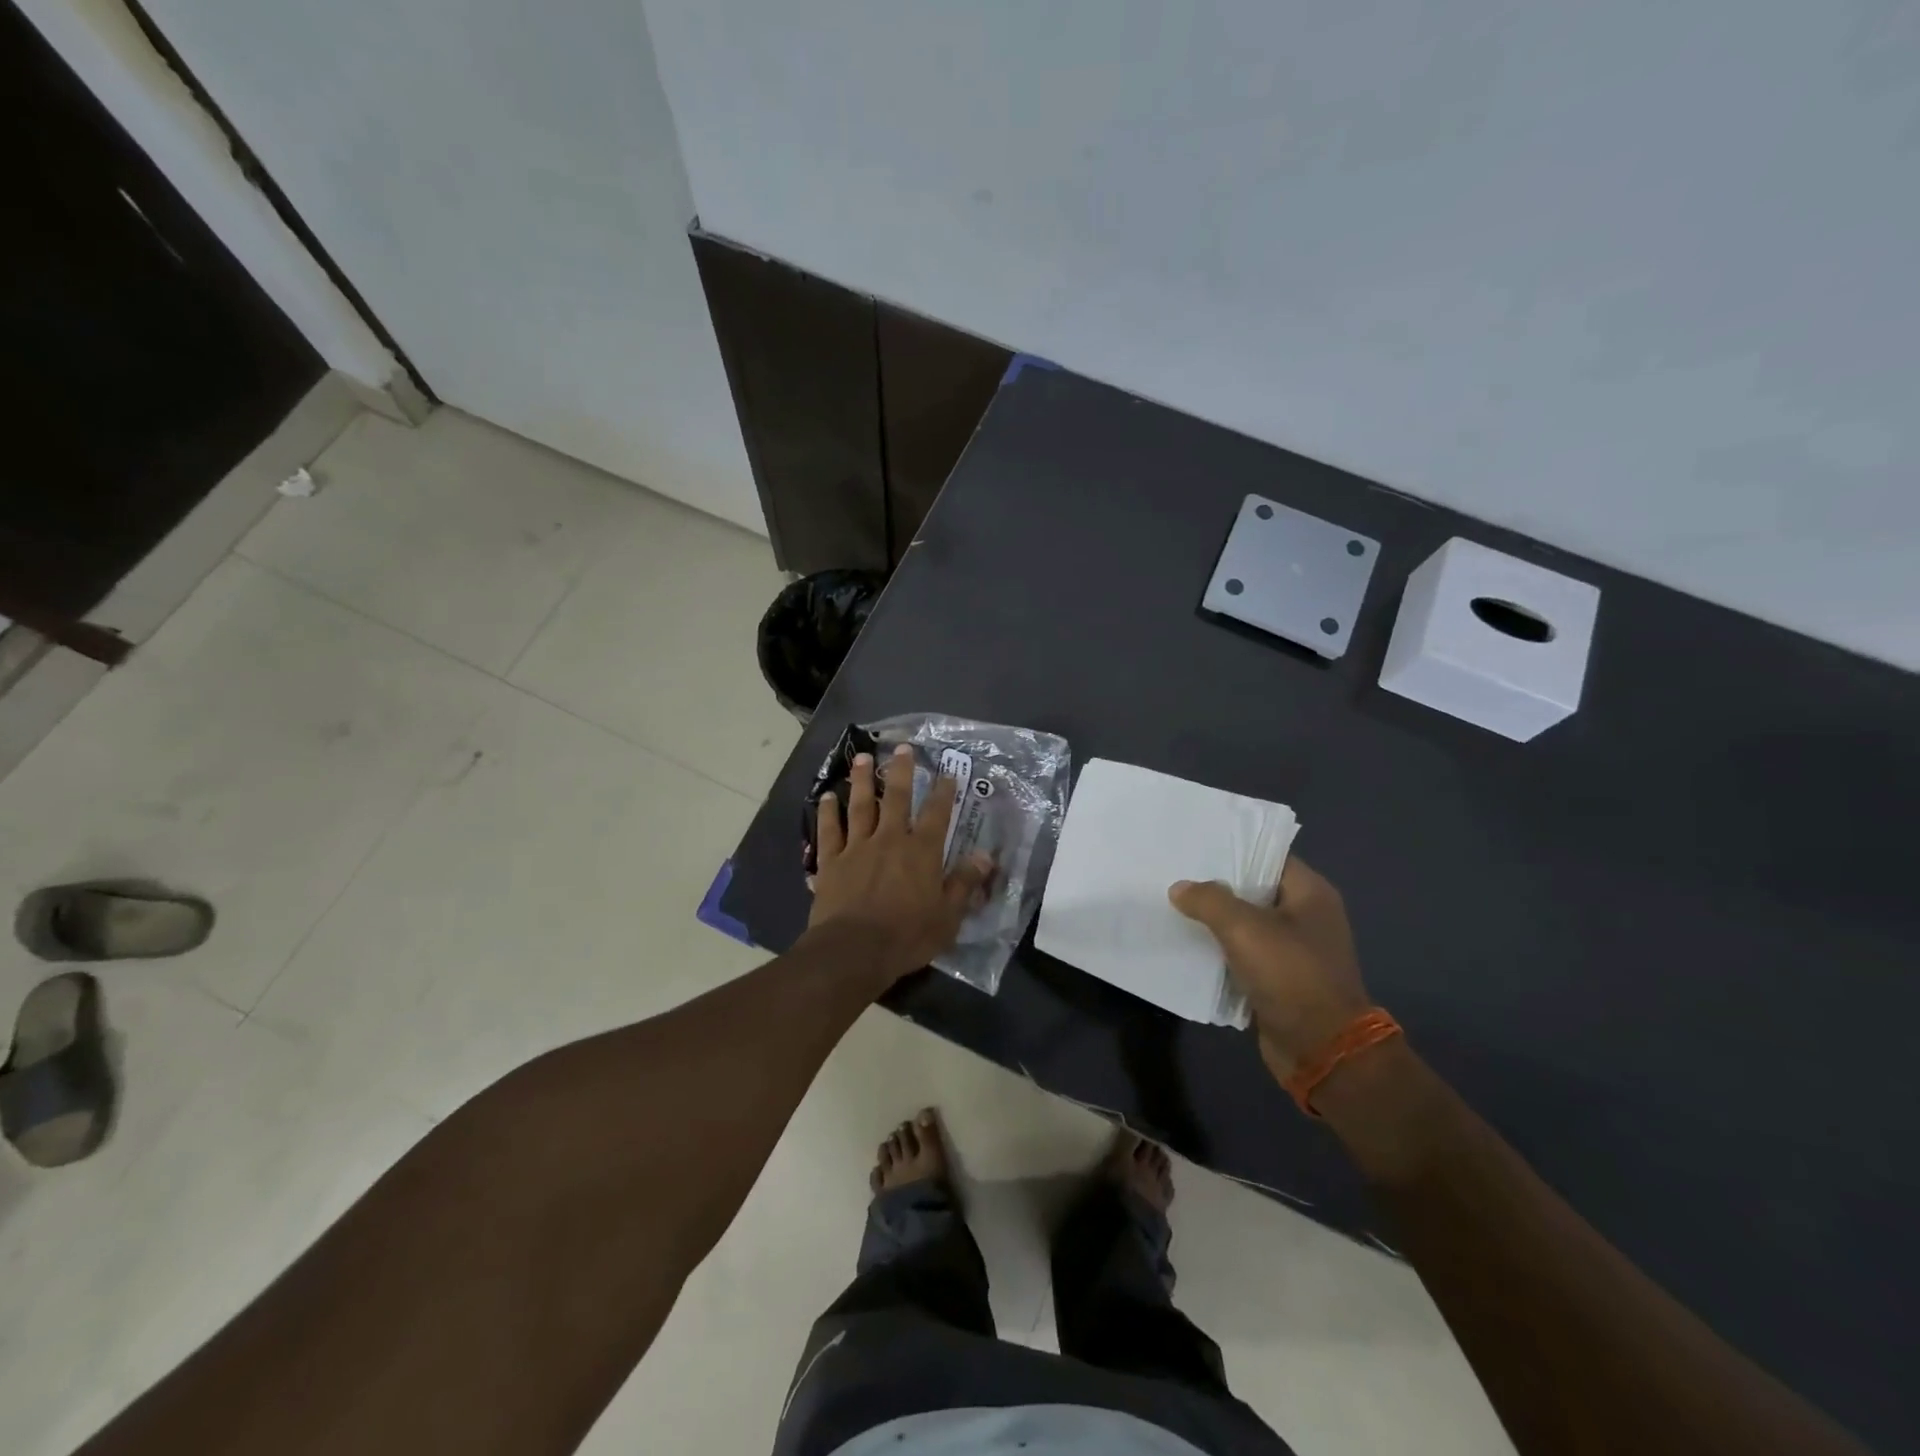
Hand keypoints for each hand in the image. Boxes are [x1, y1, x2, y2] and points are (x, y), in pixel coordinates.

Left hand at [808, 745, 993, 983]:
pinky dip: (827, 812)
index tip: (947, 772)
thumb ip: (965, 883)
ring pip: (860, 806)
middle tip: (901, 747)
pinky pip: (829, 831)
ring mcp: (857, 847)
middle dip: (900, 771)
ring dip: (860, 780)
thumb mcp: (948, 916)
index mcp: (922, 851)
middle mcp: (890, 839)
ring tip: (861, 758)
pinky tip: (826, 797)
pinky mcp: (831, 862)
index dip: (943, 791)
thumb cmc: (907, 936)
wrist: (854, 951)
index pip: (937, 813)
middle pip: (896, 798)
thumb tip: (985, 857)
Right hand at [1169, 858, 1372, 1080]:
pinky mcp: (1280, 979)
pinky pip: (1244, 954)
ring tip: (1173, 905)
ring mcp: (1294, 950)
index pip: (1268, 856)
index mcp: (1310, 893)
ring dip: (1215, 920)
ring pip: (1246, 924)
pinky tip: (1187, 943)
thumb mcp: (1245, 929)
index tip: (1195, 844)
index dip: (1233, 848)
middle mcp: (1306, 916)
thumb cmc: (1291, 975)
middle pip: (1254, 889)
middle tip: (1175, 873)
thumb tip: (1180, 888)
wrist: (1322, 1050)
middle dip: (1216, 884)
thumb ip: (1209, 900)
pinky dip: (1220, 950)